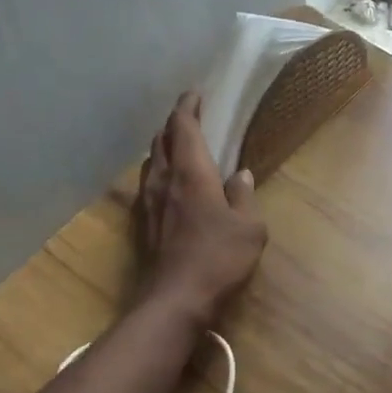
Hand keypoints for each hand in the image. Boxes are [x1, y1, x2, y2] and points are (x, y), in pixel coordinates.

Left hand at [134, 91, 266, 325]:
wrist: (176, 298)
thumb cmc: (218, 258)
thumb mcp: (249, 227)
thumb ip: (243, 197)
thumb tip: (241, 176)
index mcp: (191, 172)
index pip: (183, 126)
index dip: (188, 106)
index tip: (195, 94)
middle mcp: (163, 179)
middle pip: (161, 140)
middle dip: (174, 125)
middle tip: (190, 119)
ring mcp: (148, 202)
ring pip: (150, 162)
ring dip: (163, 148)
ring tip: (179, 148)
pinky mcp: (142, 223)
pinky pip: (147, 185)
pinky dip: (158, 173)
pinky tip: (169, 186)